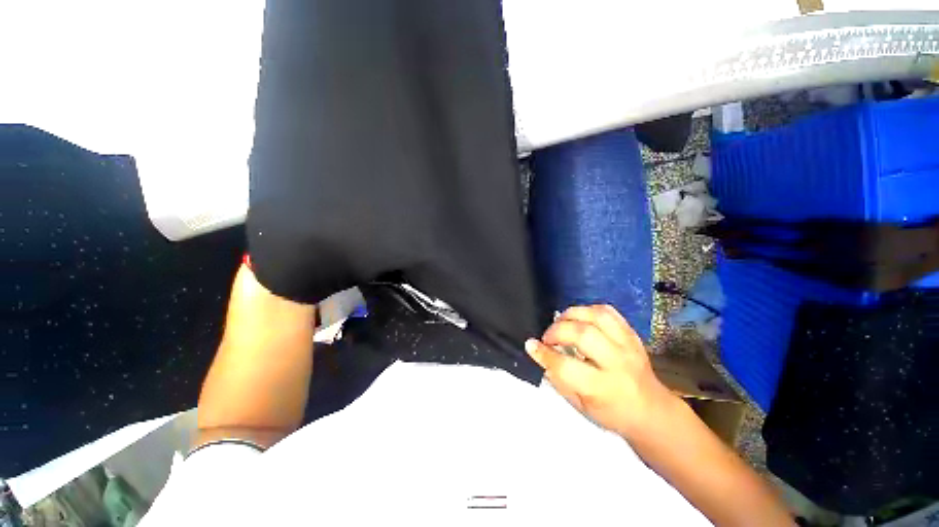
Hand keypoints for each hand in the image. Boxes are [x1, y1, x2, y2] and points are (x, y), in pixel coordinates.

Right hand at [525, 305, 675, 438]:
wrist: (652, 411)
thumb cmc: (613, 413)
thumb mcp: (581, 406)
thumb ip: (558, 379)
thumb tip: (540, 355)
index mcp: (603, 388)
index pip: (566, 366)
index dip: (544, 354)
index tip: (531, 345)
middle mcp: (618, 363)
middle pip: (583, 334)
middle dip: (557, 331)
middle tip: (547, 337)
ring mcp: (628, 345)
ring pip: (597, 316)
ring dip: (572, 315)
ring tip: (561, 323)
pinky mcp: (632, 334)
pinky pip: (608, 312)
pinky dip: (588, 310)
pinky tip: (579, 318)